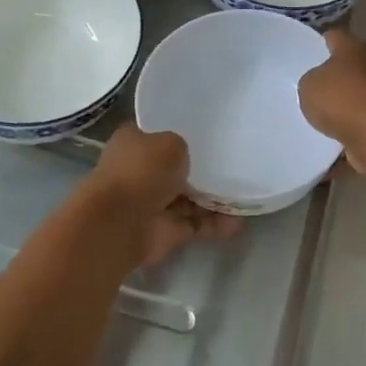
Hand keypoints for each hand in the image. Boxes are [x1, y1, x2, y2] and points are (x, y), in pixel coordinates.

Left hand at [90, 125, 241, 267]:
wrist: (120, 223)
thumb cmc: (142, 171)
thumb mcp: (170, 142)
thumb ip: (182, 147)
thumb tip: (184, 160)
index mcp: (133, 143)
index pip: (157, 134)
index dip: (179, 134)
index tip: (207, 134)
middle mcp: (140, 172)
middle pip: (175, 169)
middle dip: (201, 170)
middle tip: (233, 165)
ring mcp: (152, 204)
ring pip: (188, 199)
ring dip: (213, 200)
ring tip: (244, 194)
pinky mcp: (165, 231)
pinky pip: (195, 224)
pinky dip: (215, 225)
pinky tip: (238, 221)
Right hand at [298, 30, 365, 177]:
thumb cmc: (341, 99)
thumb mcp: (308, 85)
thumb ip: (309, 81)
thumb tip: (318, 86)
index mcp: (353, 49)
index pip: (333, 37)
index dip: (317, 43)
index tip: (303, 52)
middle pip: (346, 68)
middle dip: (328, 78)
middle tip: (305, 88)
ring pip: (352, 99)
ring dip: (337, 108)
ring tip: (312, 118)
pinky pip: (356, 127)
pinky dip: (344, 135)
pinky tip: (323, 143)